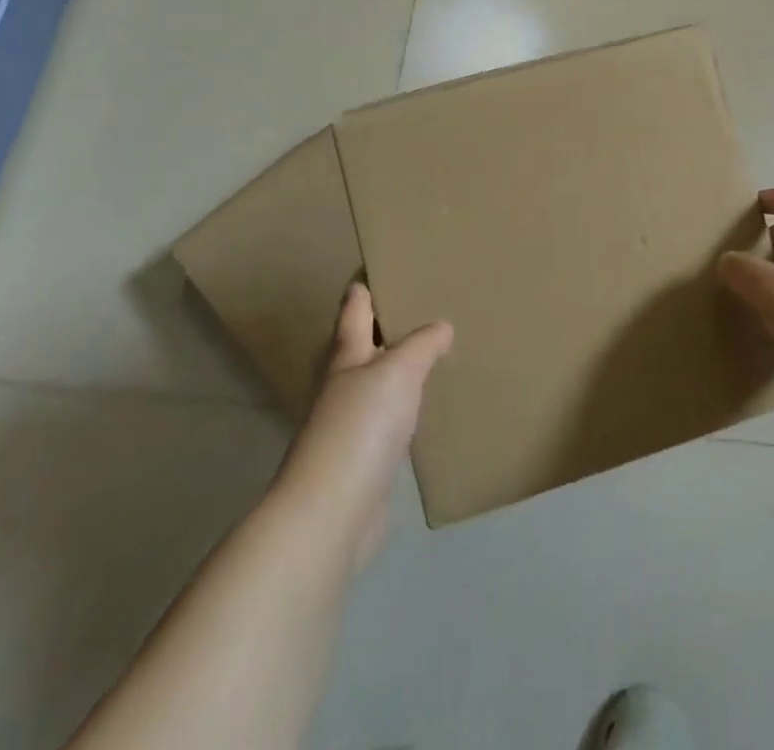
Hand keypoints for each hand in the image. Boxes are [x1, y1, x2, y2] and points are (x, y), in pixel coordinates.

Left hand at [274, 282, 451, 568]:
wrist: (332, 512)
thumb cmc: (361, 427)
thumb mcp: (398, 371)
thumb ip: (421, 345)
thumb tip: (441, 326)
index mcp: (346, 355)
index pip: (354, 306)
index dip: (365, 282)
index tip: (382, 261)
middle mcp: (342, 384)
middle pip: (360, 343)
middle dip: (385, 323)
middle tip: (420, 303)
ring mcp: (349, 424)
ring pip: (375, 381)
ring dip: (396, 366)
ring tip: (431, 351)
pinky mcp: (362, 459)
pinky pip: (387, 419)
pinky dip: (404, 406)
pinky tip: (424, 408)